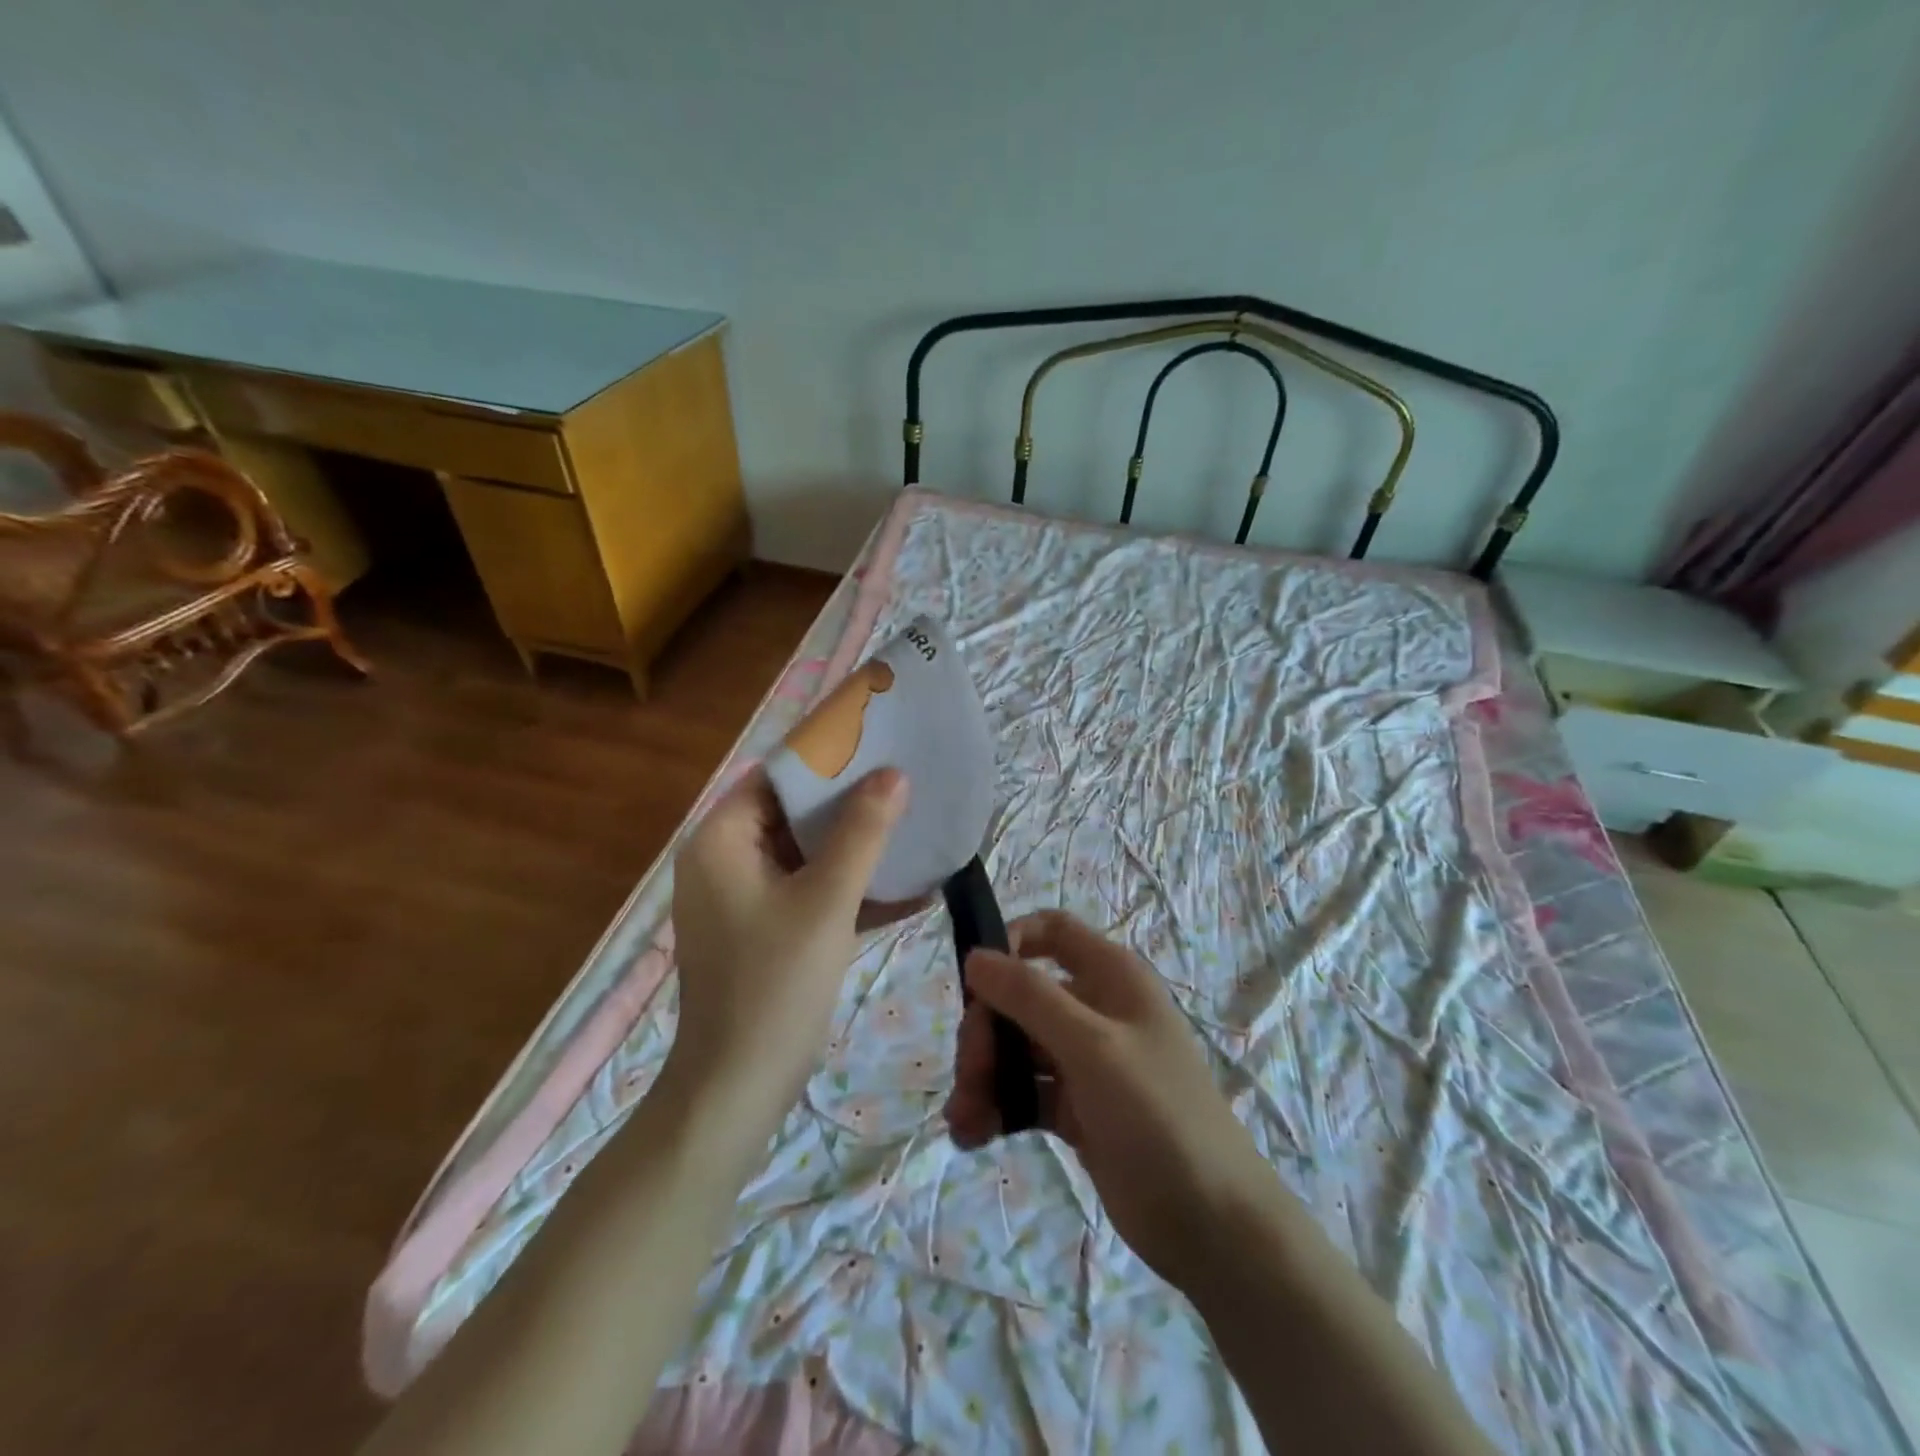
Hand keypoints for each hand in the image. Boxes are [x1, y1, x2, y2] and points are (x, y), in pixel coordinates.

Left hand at [669, 765, 908, 1113]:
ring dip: (859, 848)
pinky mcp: (768, 932)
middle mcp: (727, 861)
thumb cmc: (774, 984)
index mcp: (722, 841)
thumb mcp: (826, 901)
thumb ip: (862, 833)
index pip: (775, 776)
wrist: (738, 1089)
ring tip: (916, 827)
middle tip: (907, 782)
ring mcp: (747, 899)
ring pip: (809, 855)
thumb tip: (894, 774)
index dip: (826, 757)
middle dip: (852, 802)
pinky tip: (913, 891)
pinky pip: (813, 894)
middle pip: (794, 813)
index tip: (878, 744)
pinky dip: (853, 891)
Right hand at [945, 911, 1282, 1288]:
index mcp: (1111, 976)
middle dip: (987, 1031)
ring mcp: (1085, 1061)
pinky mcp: (1076, 1109)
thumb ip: (1031, 997)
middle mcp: (1096, 1009)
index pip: (1051, 931)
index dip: (1009, 943)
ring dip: (984, 1076)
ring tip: (964, 1120)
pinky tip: (973, 1134)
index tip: (975, 983)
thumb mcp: (1093, 1047)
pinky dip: (997, 1107)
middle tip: (971, 1075)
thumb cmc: (1158, 1115)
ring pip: (1017, 1048)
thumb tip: (975, 956)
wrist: (1213, 1225)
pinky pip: (1024, 1092)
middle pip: (1021, 996)